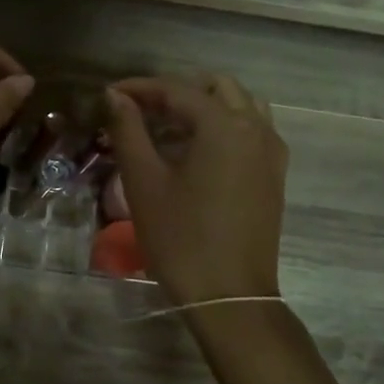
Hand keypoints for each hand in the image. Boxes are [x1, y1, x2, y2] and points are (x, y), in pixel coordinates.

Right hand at [103, 73, 287, 305]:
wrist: (229, 295)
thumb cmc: (180, 238)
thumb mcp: (144, 182)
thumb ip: (129, 131)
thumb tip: (115, 97)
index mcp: (224, 125)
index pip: (177, 90)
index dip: (140, 88)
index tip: (109, 95)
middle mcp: (255, 128)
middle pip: (216, 88)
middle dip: (175, 92)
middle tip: (139, 110)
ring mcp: (271, 152)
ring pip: (240, 106)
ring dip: (204, 106)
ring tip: (168, 127)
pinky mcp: (274, 175)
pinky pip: (251, 131)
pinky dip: (223, 126)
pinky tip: (196, 151)